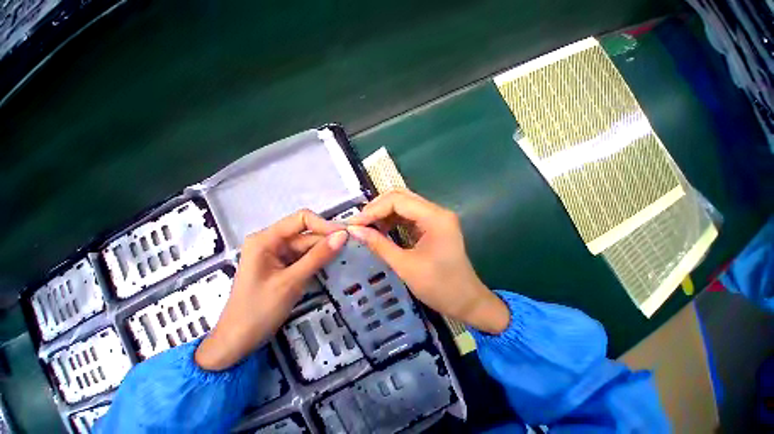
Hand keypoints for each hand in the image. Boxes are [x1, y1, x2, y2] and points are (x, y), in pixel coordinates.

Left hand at [195, 210, 347, 370]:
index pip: (300, 219)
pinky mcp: (274, 271)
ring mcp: (270, 257)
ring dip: (320, 256)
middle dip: (325, 242)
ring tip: (346, 262)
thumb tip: (343, 236)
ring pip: (301, 250)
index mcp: (264, 239)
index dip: (325, 225)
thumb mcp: (290, 283)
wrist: (238, 337)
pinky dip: (311, 266)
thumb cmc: (260, 310)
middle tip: (353, 253)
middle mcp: (267, 242)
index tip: (349, 237)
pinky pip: (296, 262)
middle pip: (302, 235)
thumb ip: (317, 258)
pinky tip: (328, 271)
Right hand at [347, 189, 508, 333]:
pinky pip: (411, 218)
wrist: (466, 302)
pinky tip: (380, 232)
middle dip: (377, 208)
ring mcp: (438, 220)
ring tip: (365, 229)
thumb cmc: (439, 286)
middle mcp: (437, 212)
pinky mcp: (436, 229)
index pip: (398, 200)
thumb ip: (379, 245)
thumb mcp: (405, 266)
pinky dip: (394, 222)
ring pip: (405, 207)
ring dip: (384, 215)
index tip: (353, 225)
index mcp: (435, 217)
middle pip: (402, 198)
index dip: (373, 210)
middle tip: (357, 225)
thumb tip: (353, 230)